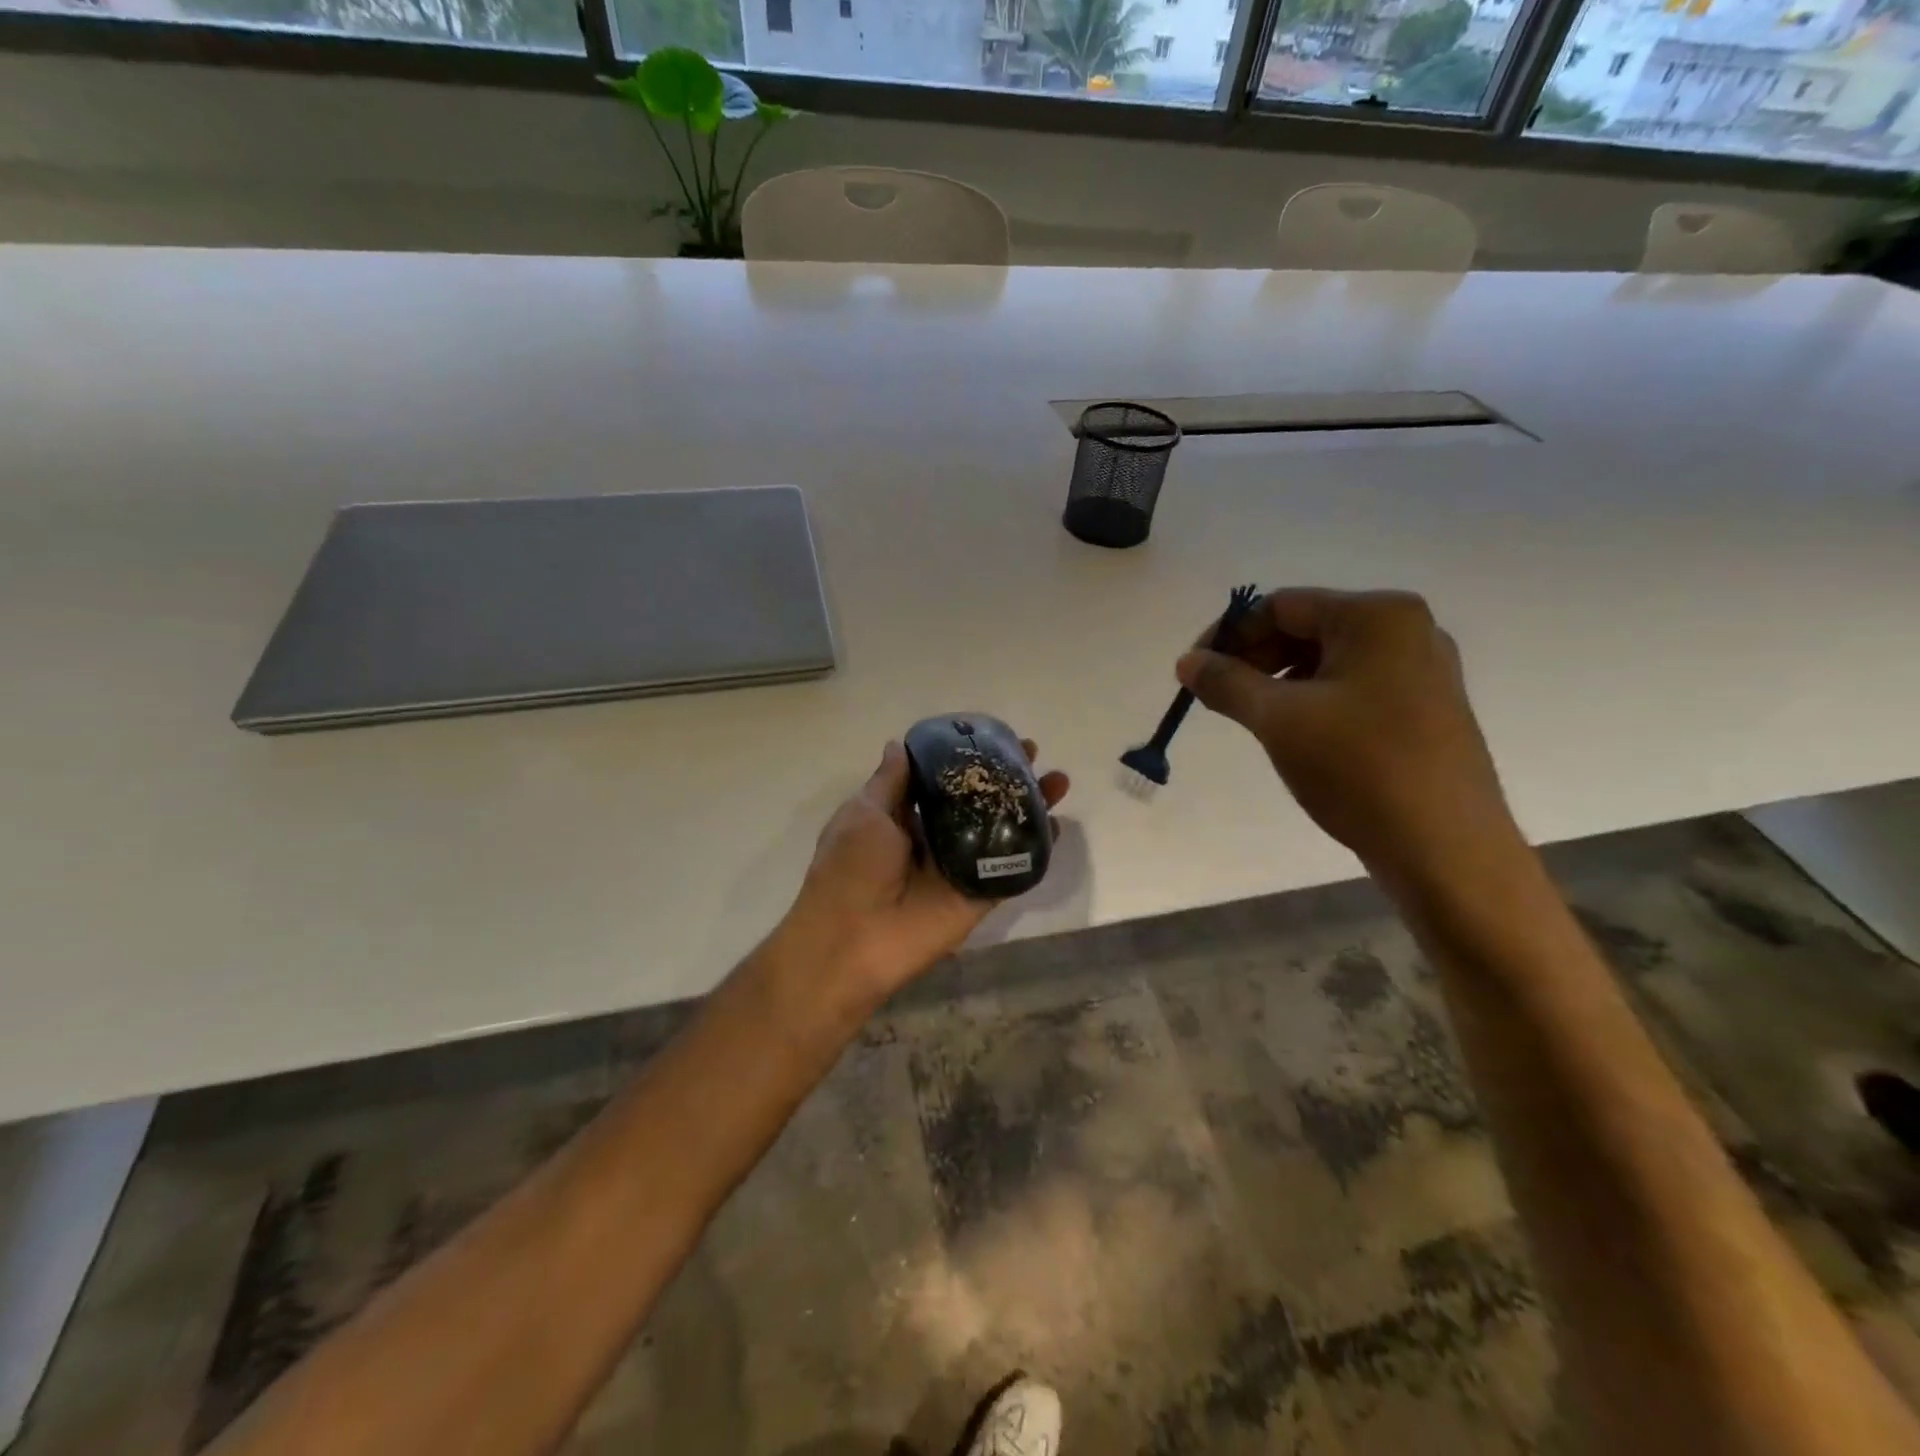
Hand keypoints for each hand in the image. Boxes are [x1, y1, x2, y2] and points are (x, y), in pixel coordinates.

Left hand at [782, 739, 1069, 1003]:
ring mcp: (961, 867)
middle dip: (1006, 777)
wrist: (853, 940)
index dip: (967, 759)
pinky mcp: (980, 894)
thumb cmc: (850, 868)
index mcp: (903, 818)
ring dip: (1029, 806)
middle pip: (979, 801)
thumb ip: (889, 782)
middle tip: (1034, 753)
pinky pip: (1011, 867)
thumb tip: (898, 745)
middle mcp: (935, 838)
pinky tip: (1056, 825)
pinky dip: (1035, 848)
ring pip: (1001, 829)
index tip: (993, 737)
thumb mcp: (863, 813)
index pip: (943, 781)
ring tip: (1058, 781)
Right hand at [1176, 589, 1519, 882]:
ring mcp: (1423, 670)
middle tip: (1218, 699)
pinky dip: (1314, 701)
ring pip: (1328, 661)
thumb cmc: (1358, 768)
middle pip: (1306, 628)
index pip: (1280, 606)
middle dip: (1254, 659)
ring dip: (1280, 682)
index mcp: (1377, 616)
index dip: (1229, 635)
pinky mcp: (1425, 708)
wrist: (1446, 848)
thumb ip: (1226, 683)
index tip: (1194, 673)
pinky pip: (1354, 687)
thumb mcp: (1279, 720)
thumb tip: (1187, 662)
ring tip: (1252, 720)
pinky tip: (1295, 735)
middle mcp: (1407, 630)